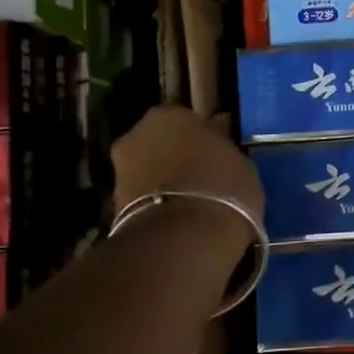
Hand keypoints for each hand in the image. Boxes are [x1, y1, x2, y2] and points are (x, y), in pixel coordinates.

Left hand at [111, 105, 264, 225]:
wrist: (181, 239)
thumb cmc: (221, 187)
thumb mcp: (240, 162)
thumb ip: (221, 147)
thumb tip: (216, 139)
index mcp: (168, 115)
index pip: (186, 119)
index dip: (202, 137)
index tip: (216, 154)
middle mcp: (136, 135)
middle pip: (160, 143)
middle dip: (177, 157)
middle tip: (202, 178)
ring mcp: (120, 171)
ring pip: (149, 171)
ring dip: (165, 182)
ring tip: (192, 204)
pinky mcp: (113, 207)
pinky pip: (144, 199)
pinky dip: (157, 206)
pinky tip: (179, 221)